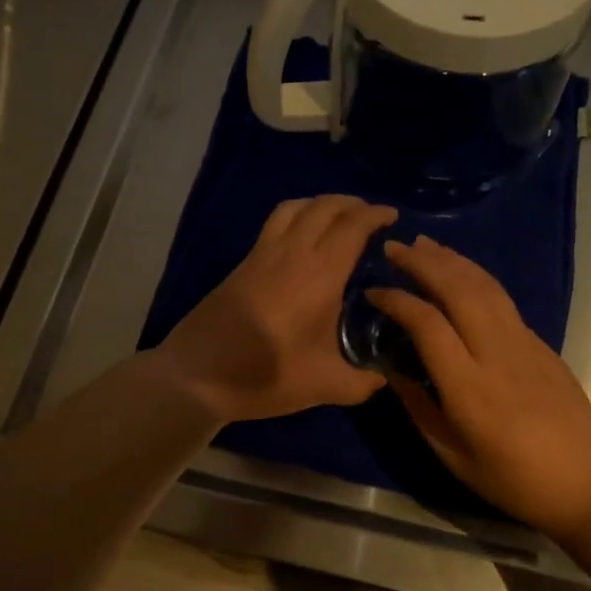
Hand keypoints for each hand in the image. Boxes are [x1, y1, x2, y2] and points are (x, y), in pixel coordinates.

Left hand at [154, 195, 396, 422]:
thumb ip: (361, 383)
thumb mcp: (324, 386)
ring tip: (336, 218)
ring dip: (320, 203)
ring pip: (294, 208)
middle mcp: (291, 254)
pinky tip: (300, 240)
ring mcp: (261, 255)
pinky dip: (295, 216)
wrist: (197, 375)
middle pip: (323, 207)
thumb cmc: (266, 376)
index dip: (375, 215)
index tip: (392, 216)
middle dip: (351, 203)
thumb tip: (381, 378)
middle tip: (369, 215)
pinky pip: (274, 223)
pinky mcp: (241, 264)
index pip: (352, 227)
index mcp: (319, 275)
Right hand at [367, 235, 590, 536]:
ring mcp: (524, 343)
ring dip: (452, 260)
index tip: (374, 292)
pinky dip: (476, 277)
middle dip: (423, 263)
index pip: (427, 324)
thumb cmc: (514, 479)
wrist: (588, 482)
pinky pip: (502, 300)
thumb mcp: (452, 455)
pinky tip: (462, 275)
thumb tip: (392, 372)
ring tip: (425, 244)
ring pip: (485, 286)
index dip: (397, 301)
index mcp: (469, 386)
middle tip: (394, 247)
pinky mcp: (542, 344)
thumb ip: (418, 408)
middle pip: (458, 290)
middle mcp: (496, 352)